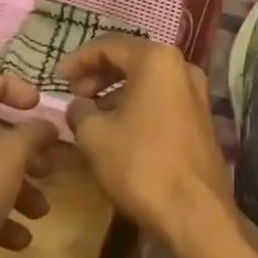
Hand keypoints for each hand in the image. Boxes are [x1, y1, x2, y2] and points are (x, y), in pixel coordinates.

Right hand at [60, 36, 229, 241]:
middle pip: (131, 59)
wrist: (194, 212)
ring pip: (148, 80)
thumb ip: (80, 111)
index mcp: (157, 60)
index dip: (78, 60)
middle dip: (99, 74)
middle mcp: (182, 67)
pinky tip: (118, 128)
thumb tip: (78, 106)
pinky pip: (162, 99)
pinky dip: (137, 105)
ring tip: (91, 114)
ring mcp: (196, 93)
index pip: (109, 46)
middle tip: (74, 94)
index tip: (56, 78)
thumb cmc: (140, 164)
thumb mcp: (95, 136)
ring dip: (117, 91)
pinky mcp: (201, 118)